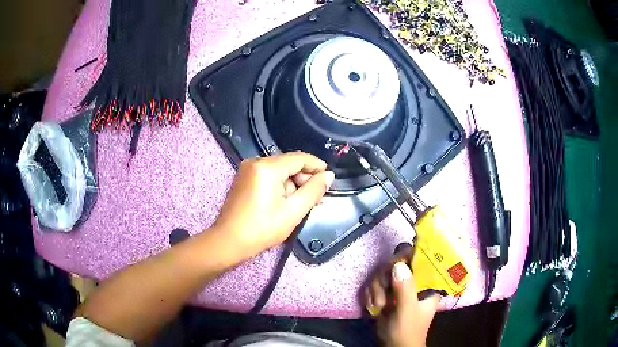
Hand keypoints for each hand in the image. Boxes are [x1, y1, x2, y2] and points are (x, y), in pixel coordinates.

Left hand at [213, 152, 334, 257]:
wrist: (229, 242)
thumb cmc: (262, 229)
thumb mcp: (293, 211)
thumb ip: (314, 190)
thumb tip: (328, 175)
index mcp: (267, 167)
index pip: (299, 158)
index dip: (317, 166)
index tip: (329, 178)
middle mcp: (256, 161)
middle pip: (289, 163)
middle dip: (305, 179)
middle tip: (317, 198)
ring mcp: (247, 169)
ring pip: (279, 171)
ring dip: (293, 184)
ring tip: (303, 204)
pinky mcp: (244, 178)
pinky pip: (269, 176)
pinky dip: (281, 186)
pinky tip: (287, 201)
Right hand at [364, 246, 439, 346]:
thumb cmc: (407, 330)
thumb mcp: (408, 310)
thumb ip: (405, 288)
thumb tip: (398, 264)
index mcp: (427, 284)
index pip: (420, 260)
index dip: (407, 258)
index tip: (394, 266)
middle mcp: (414, 282)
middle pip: (396, 265)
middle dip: (384, 280)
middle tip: (382, 297)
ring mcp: (399, 288)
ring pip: (383, 274)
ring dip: (375, 290)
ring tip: (377, 306)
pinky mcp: (387, 294)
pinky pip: (375, 284)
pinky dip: (370, 294)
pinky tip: (372, 306)